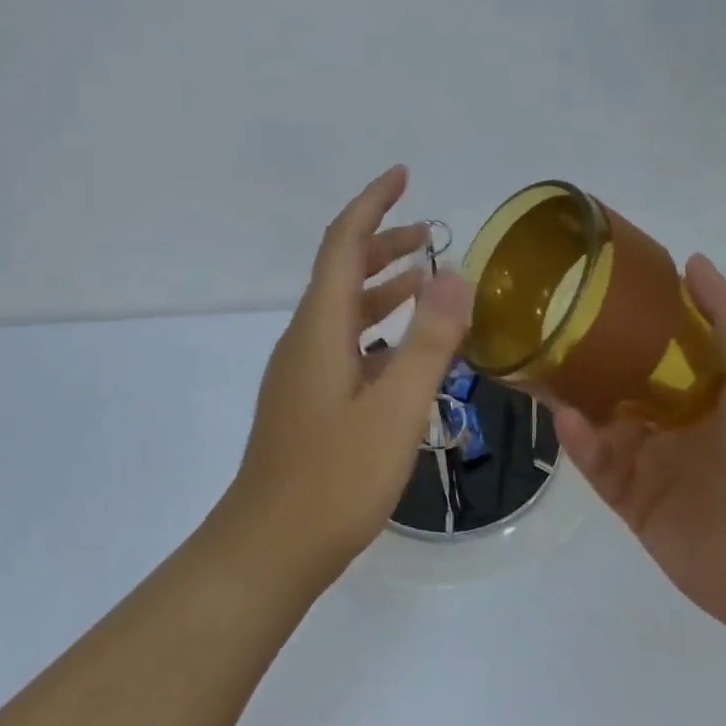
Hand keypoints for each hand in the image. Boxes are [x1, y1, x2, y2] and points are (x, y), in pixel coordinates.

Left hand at [219, 166, 472, 588]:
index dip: (372, 204)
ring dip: (383, 286)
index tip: (403, 176)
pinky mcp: (307, 401)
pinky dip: (378, 328)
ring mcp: (302, 372)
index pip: (343, 243)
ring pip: (344, 309)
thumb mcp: (396, 409)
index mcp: (320, 327)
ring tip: (429, 282)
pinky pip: (345, 343)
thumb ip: (429, 341)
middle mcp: (305, 339)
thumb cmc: (334, 480)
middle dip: (384, 242)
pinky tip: (405, 351)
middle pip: (342, 271)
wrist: (269, 549)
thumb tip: (456, 273)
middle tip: (432, 234)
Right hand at [554, 254, 725, 639]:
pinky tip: (567, 420)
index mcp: (712, 387)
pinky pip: (598, 466)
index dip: (631, 314)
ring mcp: (655, 464)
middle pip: (622, 379)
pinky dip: (580, 443)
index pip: (661, 342)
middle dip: (587, 354)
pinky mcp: (635, 504)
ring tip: (538, 364)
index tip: (592, 282)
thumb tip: (690, 259)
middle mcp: (679, 420)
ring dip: (573, 396)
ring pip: (601, 420)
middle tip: (546, 323)